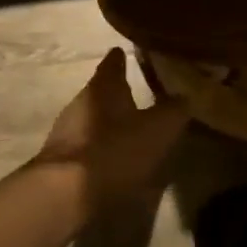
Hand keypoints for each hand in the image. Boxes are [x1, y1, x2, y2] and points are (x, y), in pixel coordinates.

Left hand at [34, 49, 189, 218]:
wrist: (66, 195)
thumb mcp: (159, 129)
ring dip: (107, 121)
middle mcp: (80, 103)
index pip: (112, 63)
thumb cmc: (116, 151)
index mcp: (103, 88)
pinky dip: (99, 146)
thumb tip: (186, 95)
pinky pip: (85, 144)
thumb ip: (175, 110)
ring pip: (91, 118)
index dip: (121, 58)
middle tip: (134, 92)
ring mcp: (66, 132)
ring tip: (127, 127)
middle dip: (116, 92)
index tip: (125, 51)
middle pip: (100, 91)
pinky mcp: (60, 160)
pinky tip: (112, 157)